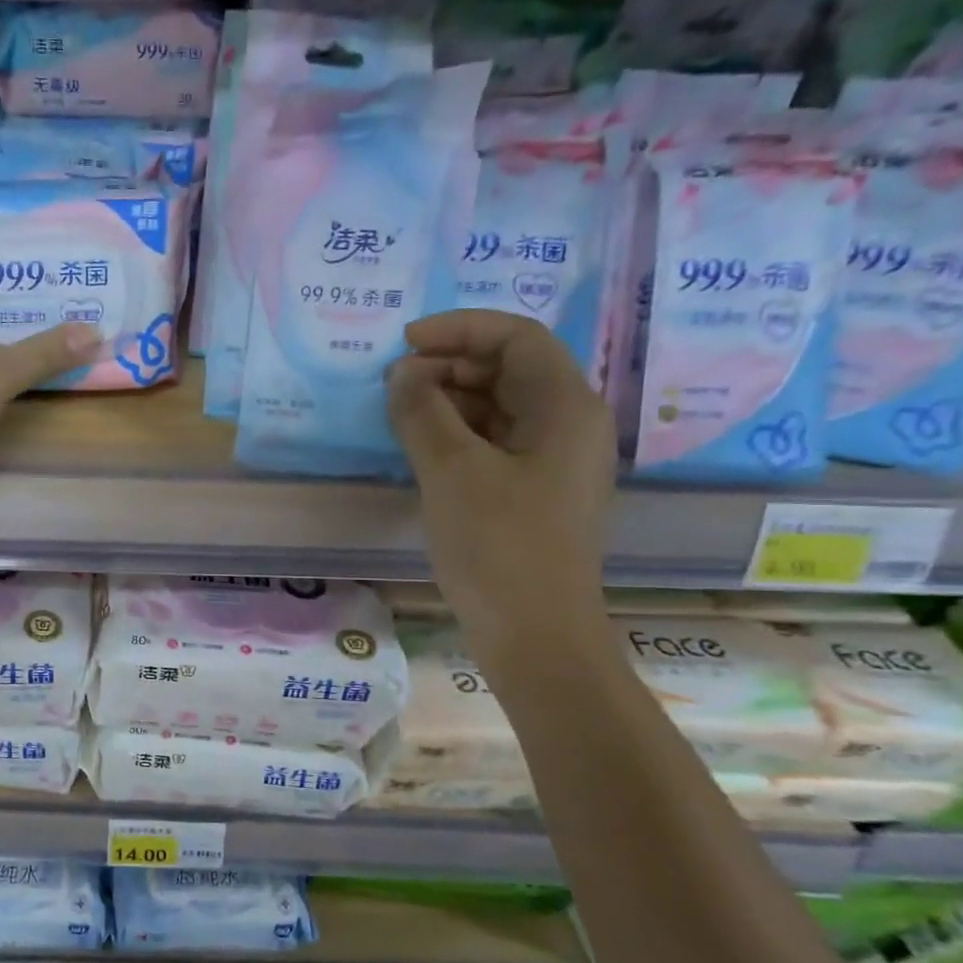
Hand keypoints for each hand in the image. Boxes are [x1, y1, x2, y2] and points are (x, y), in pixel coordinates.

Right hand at [386, 311, 614, 661]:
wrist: (536, 634)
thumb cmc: (499, 545)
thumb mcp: (451, 471)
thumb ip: (422, 412)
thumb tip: (402, 374)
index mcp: (565, 407)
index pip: (517, 338)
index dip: (460, 329)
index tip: (404, 343)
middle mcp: (568, 425)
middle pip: (510, 369)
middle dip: (450, 365)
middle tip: (394, 383)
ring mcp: (552, 462)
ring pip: (499, 407)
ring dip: (449, 400)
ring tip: (399, 414)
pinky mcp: (533, 493)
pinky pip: (494, 442)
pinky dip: (456, 434)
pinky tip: (420, 448)